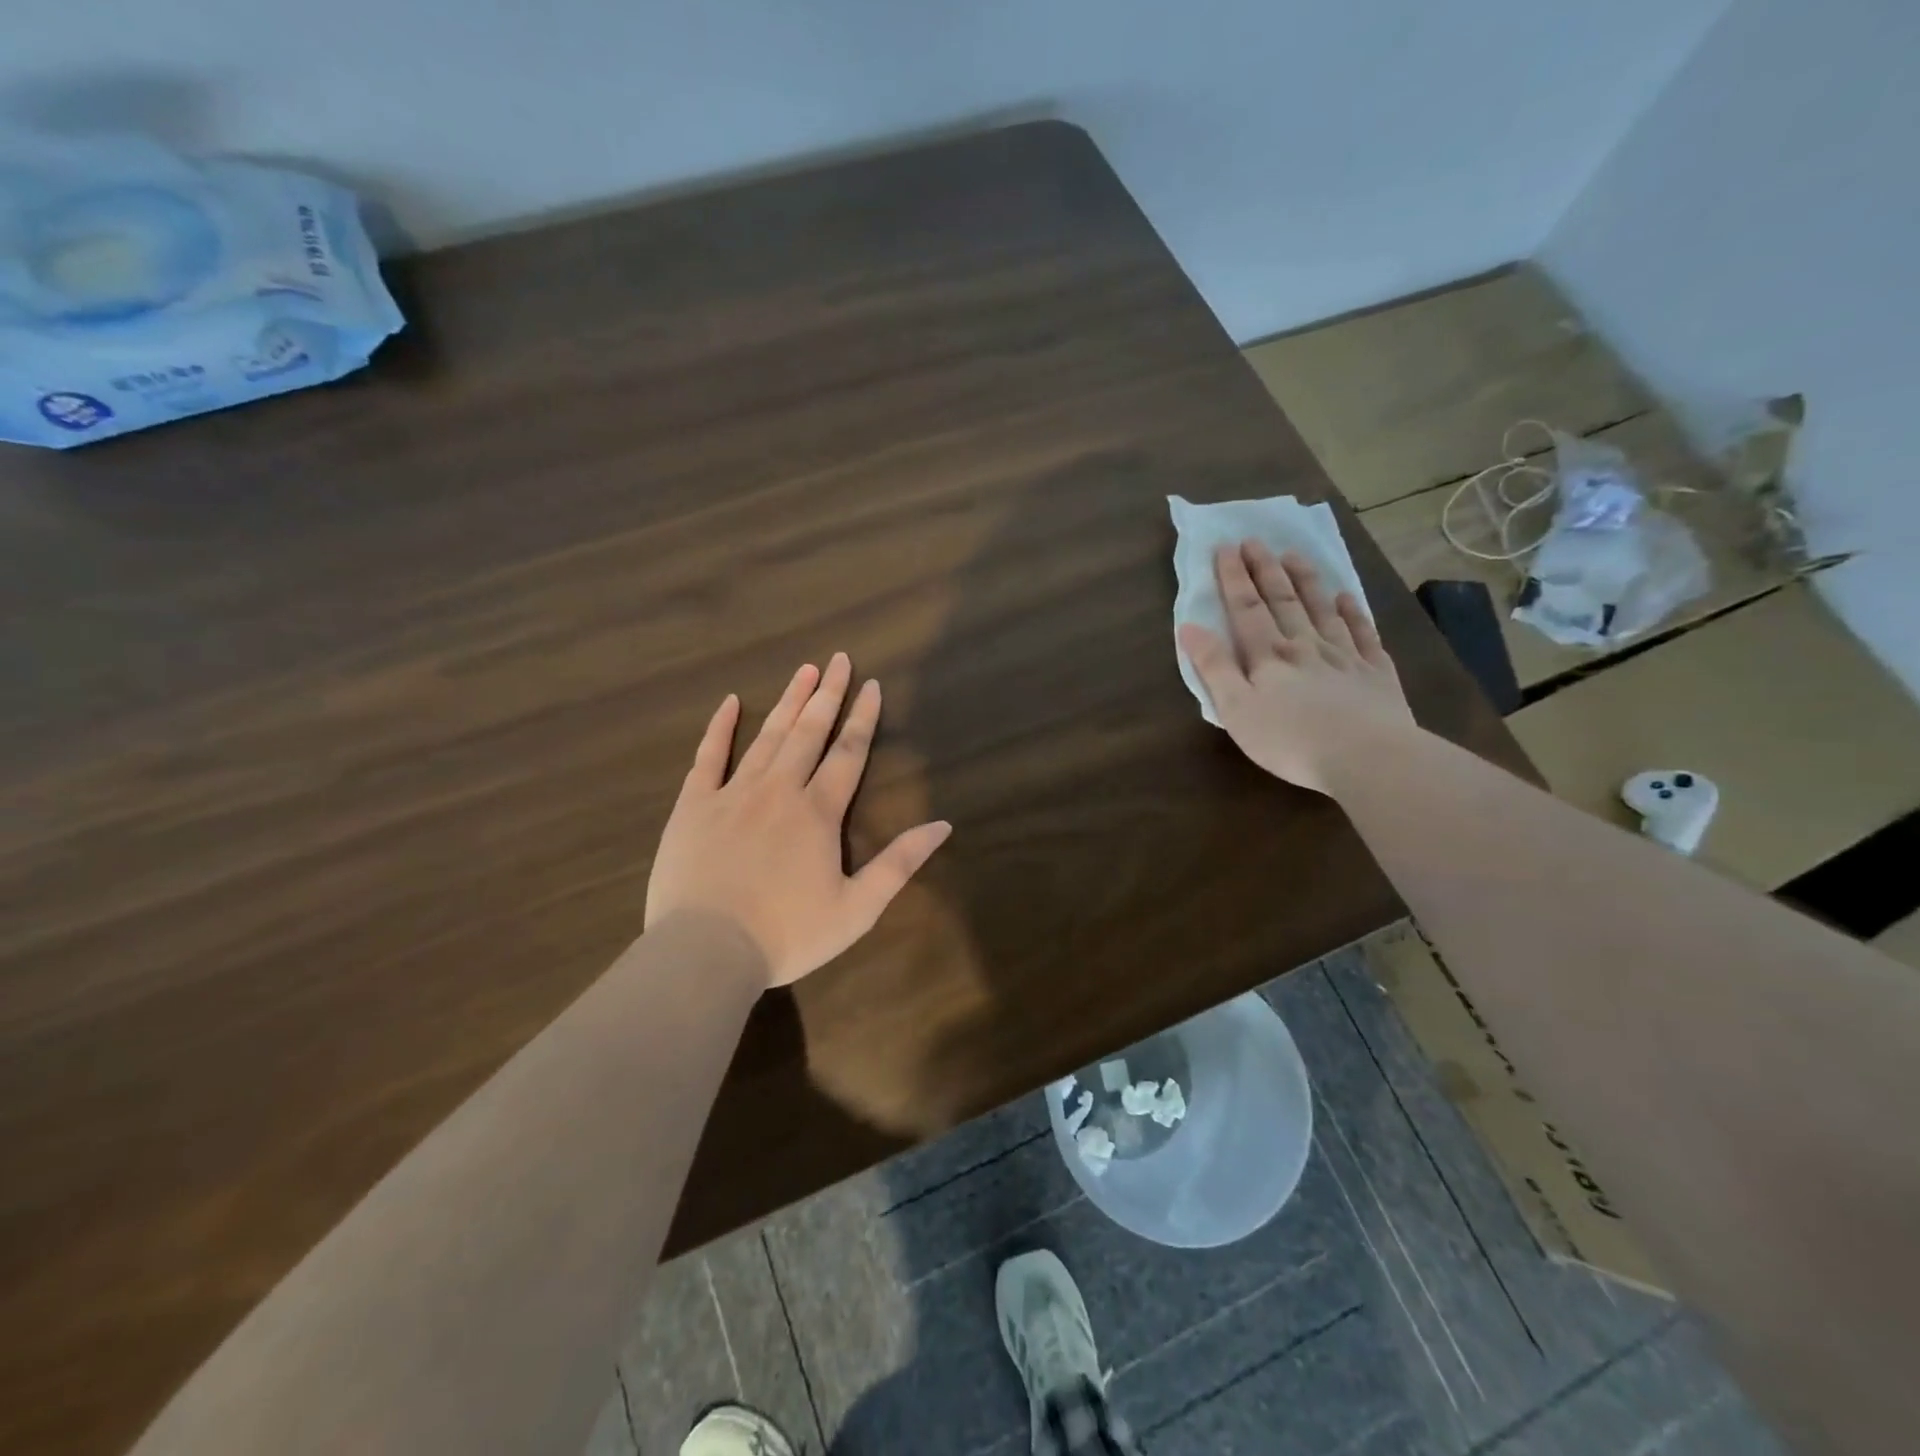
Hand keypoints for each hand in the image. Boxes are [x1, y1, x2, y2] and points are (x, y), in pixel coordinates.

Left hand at [646, 653, 951, 988]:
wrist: (705, 951)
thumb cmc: (787, 935)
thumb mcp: (857, 909)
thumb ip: (899, 864)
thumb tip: (942, 825)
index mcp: (818, 812)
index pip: (848, 753)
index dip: (863, 718)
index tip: (872, 685)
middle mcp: (779, 790)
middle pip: (809, 732)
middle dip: (828, 695)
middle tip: (840, 660)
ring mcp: (733, 794)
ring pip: (767, 736)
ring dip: (788, 701)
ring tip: (805, 670)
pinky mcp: (693, 806)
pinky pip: (708, 757)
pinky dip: (719, 728)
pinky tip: (729, 703)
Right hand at [1178, 541, 1414, 793]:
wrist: (1366, 757)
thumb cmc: (1289, 739)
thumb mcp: (1236, 709)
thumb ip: (1214, 667)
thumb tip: (1188, 626)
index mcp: (1268, 656)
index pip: (1246, 608)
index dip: (1234, 578)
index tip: (1226, 547)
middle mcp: (1305, 646)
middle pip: (1283, 601)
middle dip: (1265, 570)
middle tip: (1255, 540)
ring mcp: (1345, 656)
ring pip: (1322, 609)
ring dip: (1306, 581)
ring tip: (1294, 555)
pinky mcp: (1376, 673)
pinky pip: (1363, 633)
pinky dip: (1353, 612)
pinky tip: (1347, 598)